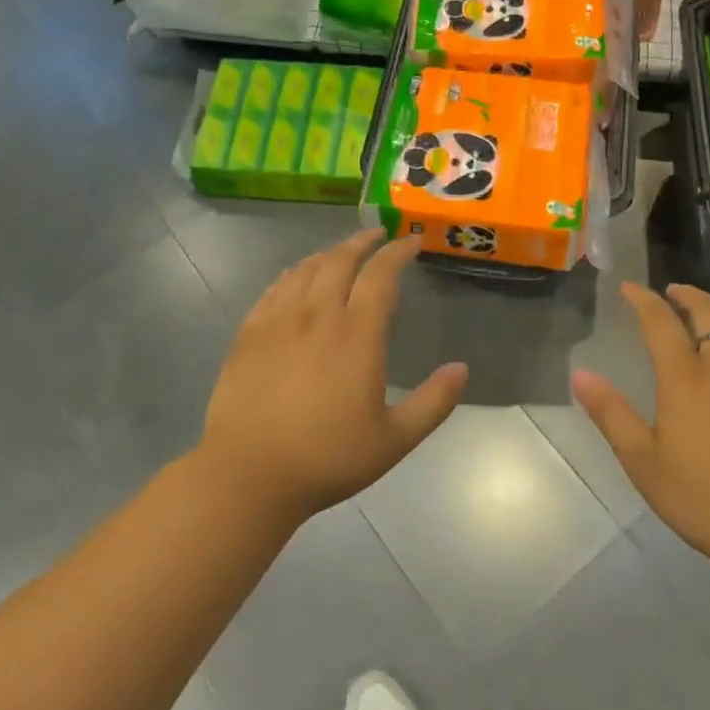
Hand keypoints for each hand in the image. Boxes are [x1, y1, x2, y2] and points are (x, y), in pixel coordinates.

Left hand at [199, 228, 467, 527]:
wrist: (248, 474)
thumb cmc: (327, 458)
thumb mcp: (394, 439)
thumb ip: (433, 402)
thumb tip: (461, 369)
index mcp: (357, 334)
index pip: (381, 275)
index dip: (398, 252)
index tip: (411, 241)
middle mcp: (317, 314)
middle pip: (340, 260)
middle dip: (363, 241)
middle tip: (377, 235)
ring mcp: (278, 321)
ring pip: (306, 269)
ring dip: (329, 253)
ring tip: (341, 252)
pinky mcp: (249, 334)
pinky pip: (274, 288)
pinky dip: (293, 273)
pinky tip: (296, 278)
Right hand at [572, 283, 709, 575]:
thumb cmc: (704, 498)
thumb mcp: (643, 462)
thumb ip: (611, 414)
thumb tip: (580, 374)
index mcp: (687, 378)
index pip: (661, 322)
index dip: (644, 300)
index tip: (630, 287)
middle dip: (688, 295)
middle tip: (673, 291)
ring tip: (708, 327)